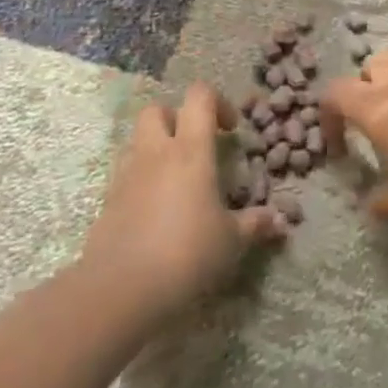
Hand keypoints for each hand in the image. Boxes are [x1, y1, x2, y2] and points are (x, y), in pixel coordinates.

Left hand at [82, 83, 285, 318]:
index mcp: (190, 150)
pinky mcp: (107, 203)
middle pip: (157, 110)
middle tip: (196, 147)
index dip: (217, 102)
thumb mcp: (231, 241)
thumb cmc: (187, 254)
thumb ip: (255, 224)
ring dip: (156, 149)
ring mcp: (126, 176)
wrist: (121, 290)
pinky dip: (141, 181)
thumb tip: (279, 221)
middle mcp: (155, 153)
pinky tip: (156, 211)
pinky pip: (125, 176)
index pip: (199, 97)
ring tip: (176, 180)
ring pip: (137, 141)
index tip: (231, 130)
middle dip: (177, 119)